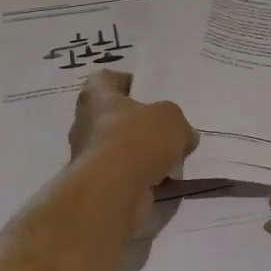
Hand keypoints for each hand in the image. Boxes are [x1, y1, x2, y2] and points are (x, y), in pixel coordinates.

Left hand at [69, 72, 197, 221]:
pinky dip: (141, 176)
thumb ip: (178, 123)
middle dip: (138, 123)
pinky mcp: (97, 184)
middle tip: (165, 128)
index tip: (147, 93)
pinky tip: (164, 181)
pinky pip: (123, 174)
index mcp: (96, 97)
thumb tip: (184, 136)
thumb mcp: (172, 119)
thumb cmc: (137, 140)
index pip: (104, 79)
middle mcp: (85, 123)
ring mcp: (88, 156)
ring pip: (119, 147)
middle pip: (113, 116)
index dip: (125, 82)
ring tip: (171, 157)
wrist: (113, 191)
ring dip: (141, 152)